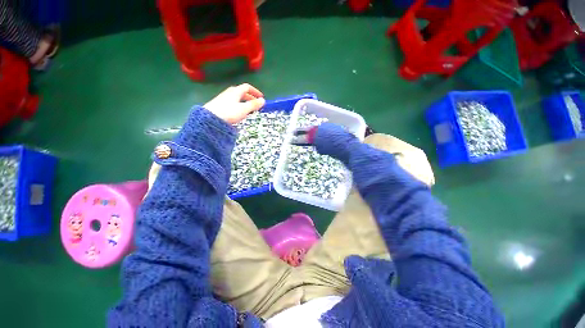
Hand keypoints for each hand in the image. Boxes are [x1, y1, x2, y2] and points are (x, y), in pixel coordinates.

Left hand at [204, 83, 265, 123]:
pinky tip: (239, 113)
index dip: (255, 91)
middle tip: (256, 105)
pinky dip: (239, 106)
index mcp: (236, 91)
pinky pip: (233, 102)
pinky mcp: (220, 104)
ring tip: (249, 110)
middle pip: (242, 92)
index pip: (247, 87)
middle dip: (251, 98)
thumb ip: (254, 105)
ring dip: (245, 102)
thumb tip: (263, 100)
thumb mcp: (244, 109)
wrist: (210, 118)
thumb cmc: (229, 113)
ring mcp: (224, 98)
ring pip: (237, 98)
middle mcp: (229, 92)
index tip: (261, 98)